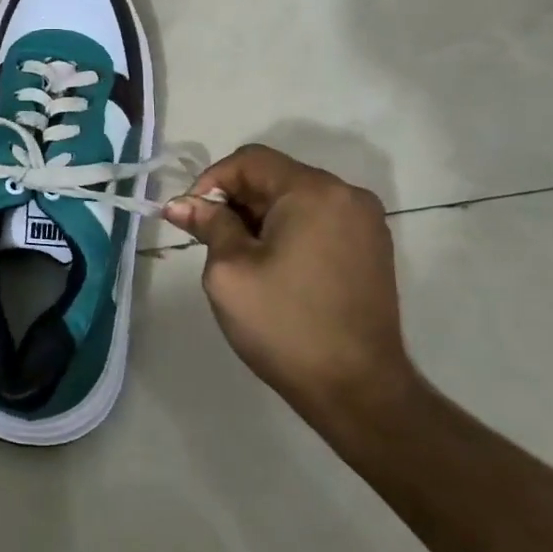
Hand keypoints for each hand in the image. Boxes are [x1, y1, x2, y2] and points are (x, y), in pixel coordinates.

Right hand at [164, 145, 413, 426]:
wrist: (359, 391)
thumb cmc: (285, 325)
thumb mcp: (230, 271)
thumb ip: (208, 225)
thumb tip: (181, 203)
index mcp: (313, 191)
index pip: (250, 160)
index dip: (212, 181)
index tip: (190, 217)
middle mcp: (346, 195)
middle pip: (275, 176)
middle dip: (235, 200)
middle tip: (208, 238)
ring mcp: (365, 222)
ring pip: (296, 199)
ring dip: (260, 216)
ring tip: (238, 256)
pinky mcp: (371, 249)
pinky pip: (318, 220)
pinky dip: (288, 230)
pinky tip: (273, 266)